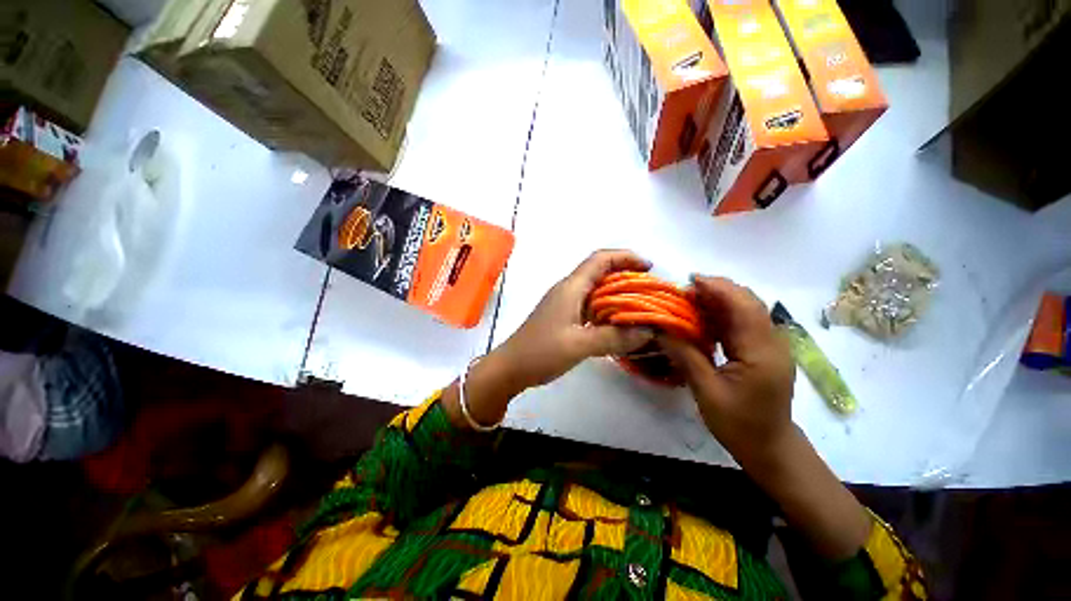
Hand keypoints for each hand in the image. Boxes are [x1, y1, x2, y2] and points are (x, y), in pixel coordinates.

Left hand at [498, 250, 656, 389]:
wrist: (510, 367)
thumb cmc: (540, 352)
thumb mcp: (580, 345)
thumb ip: (614, 337)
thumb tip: (648, 332)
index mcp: (571, 288)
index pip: (600, 260)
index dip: (626, 257)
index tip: (649, 268)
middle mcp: (568, 290)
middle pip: (600, 273)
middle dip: (626, 277)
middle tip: (650, 292)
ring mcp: (564, 304)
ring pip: (595, 291)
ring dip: (617, 295)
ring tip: (640, 308)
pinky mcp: (563, 318)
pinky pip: (590, 306)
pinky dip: (607, 310)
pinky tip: (618, 324)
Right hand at [660, 275, 795, 465]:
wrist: (770, 447)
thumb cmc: (738, 424)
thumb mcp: (706, 391)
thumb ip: (685, 355)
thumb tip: (660, 328)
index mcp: (761, 352)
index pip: (743, 307)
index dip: (717, 288)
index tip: (690, 280)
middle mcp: (772, 342)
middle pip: (748, 302)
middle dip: (717, 290)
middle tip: (685, 291)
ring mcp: (770, 346)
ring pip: (746, 311)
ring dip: (719, 301)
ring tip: (689, 301)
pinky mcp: (764, 351)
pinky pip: (743, 324)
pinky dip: (722, 315)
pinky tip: (702, 318)